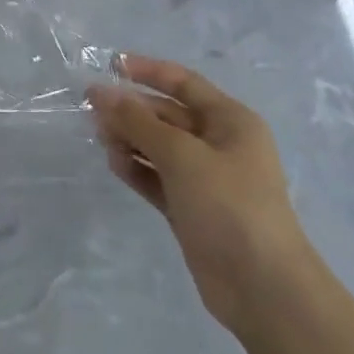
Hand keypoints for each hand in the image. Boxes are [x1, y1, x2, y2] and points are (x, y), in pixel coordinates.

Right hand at [88, 55, 311, 334]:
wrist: (262, 287)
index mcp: (230, 121)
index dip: (147, 71)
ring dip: (130, 139)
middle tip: (90, 109)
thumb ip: (138, 121)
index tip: (109, 65)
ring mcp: (204, 178)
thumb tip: (101, 93)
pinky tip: (115, 165)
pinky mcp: (190, 207)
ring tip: (101, 139)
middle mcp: (219, 144)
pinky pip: (156, 177)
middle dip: (131, 109)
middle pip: (167, 114)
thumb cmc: (229, 206)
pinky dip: (136, 169)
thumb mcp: (182, 155)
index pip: (183, 83)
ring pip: (158, 146)